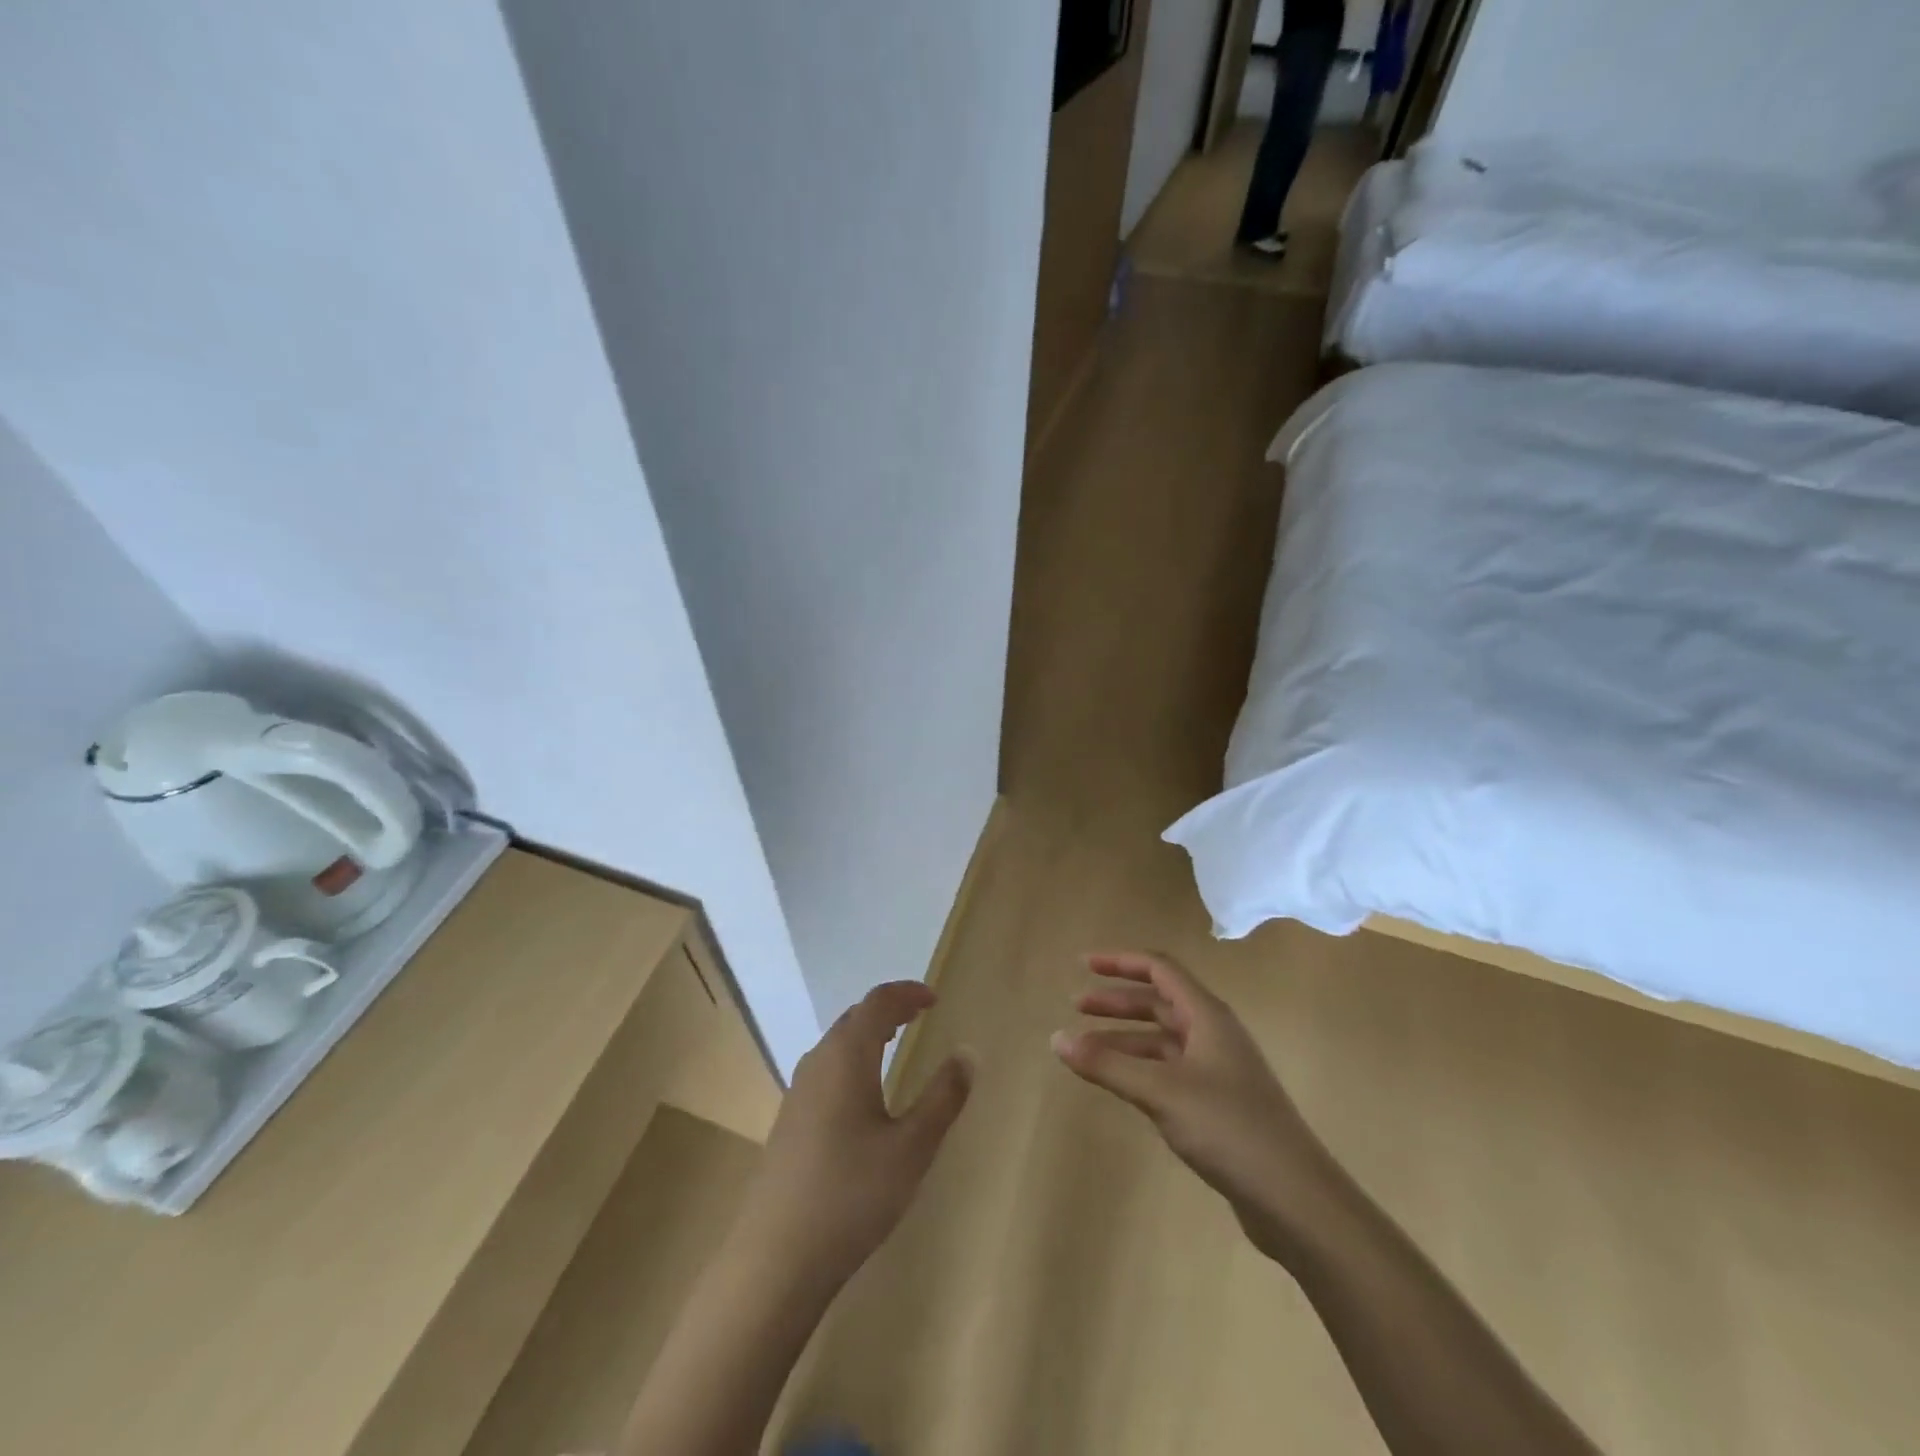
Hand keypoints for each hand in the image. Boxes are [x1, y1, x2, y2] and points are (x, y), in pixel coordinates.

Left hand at [744, 981, 972, 1283]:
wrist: (776, 1258)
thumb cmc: (852, 1194)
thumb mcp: (912, 1148)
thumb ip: (943, 1098)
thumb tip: (968, 1053)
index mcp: (846, 1056)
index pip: (877, 1003)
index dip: (907, 993)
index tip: (934, 998)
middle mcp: (818, 1062)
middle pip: (854, 1018)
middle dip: (888, 1009)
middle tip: (919, 1014)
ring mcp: (798, 1092)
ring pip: (836, 1043)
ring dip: (868, 1033)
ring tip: (894, 1042)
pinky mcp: (789, 1120)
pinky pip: (826, 1068)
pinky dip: (852, 1059)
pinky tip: (863, 1092)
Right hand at [1051, 951, 1343, 1262]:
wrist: (1295, 1198)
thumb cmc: (1228, 1128)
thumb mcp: (1161, 1092)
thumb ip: (1107, 1065)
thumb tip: (1056, 1039)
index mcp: (1207, 1016)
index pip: (1160, 969)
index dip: (1121, 962)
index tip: (1083, 965)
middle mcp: (1214, 1034)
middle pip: (1160, 1002)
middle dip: (1118, 1001)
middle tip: (1077, 1006)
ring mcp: (1219, 1070)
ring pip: (1163, 1039)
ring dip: (1125, 1037)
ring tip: (1087, 1050)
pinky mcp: (1219, 1104)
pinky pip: (1170, 1070)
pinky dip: (1140, 1068)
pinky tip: (1122, 1084)